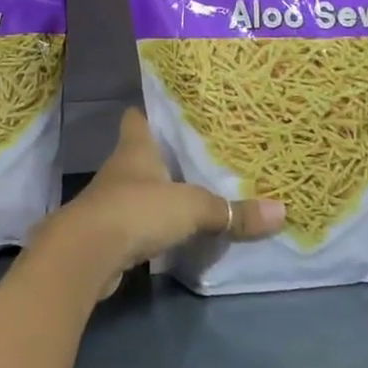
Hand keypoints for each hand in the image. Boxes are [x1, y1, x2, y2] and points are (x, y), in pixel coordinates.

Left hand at [52, 109, 284, 288]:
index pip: (137, 119)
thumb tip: (282, 213)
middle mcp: (119, 170)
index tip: (171, 113)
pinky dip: (150, 228)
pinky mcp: (105, 235)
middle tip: (198, 157)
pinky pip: (133, 225)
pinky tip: (171, 235)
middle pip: (140, 156)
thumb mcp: (193, 208)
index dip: (150, 113)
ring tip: (191, 195)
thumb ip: (233, 212)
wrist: (85, 255)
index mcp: (135, 149)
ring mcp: (108, 203)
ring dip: (157, 195)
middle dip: (164, 158)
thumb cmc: (137, 210)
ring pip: (137, 191)